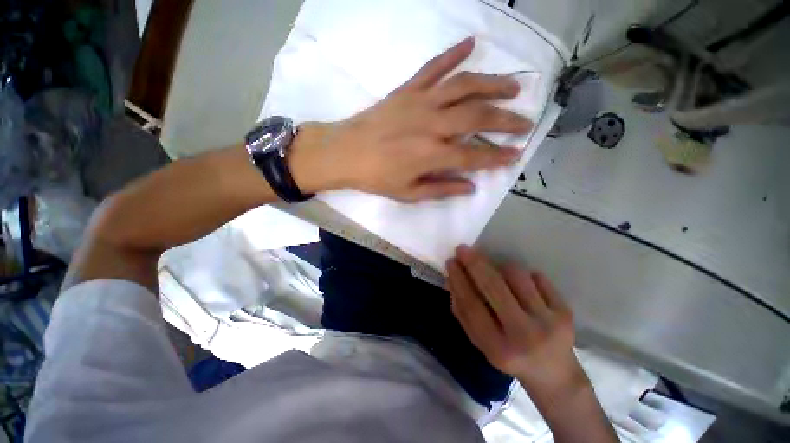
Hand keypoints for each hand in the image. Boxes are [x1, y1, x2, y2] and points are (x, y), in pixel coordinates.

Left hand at [302, 37, 531, 201]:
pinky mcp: (407, 90)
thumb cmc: (376, 177)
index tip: (516, 154)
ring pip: (465, 86)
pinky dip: (453, 53)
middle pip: (478, 117)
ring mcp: (420, 102)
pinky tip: (471, 43)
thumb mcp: (408, 193)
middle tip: (525, 121)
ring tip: (513, 87)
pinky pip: (434, 67)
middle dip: (506, 119)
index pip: (474, 155)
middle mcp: (432, 124)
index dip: (497, 156)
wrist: (345, 153)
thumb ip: (441, 189)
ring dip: (492, 84)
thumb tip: (470, 187)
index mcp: (432, 154)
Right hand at [447, 245, 585, 394]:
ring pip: (516, 275)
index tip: (451, 261)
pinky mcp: (565, 311)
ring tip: (496, 274)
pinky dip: (524, 276)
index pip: (472, 305)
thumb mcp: (480, 341)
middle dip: (475, 263)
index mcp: (499, 348)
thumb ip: (463, 311)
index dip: (459, 280)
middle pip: (494, 287)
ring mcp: (549, 321)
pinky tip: (522, 288)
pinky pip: (537, 277)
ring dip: (499, 268)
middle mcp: (525, 334)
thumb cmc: (509, 356)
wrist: (554, 374)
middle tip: (462, 249)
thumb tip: (452, 278)